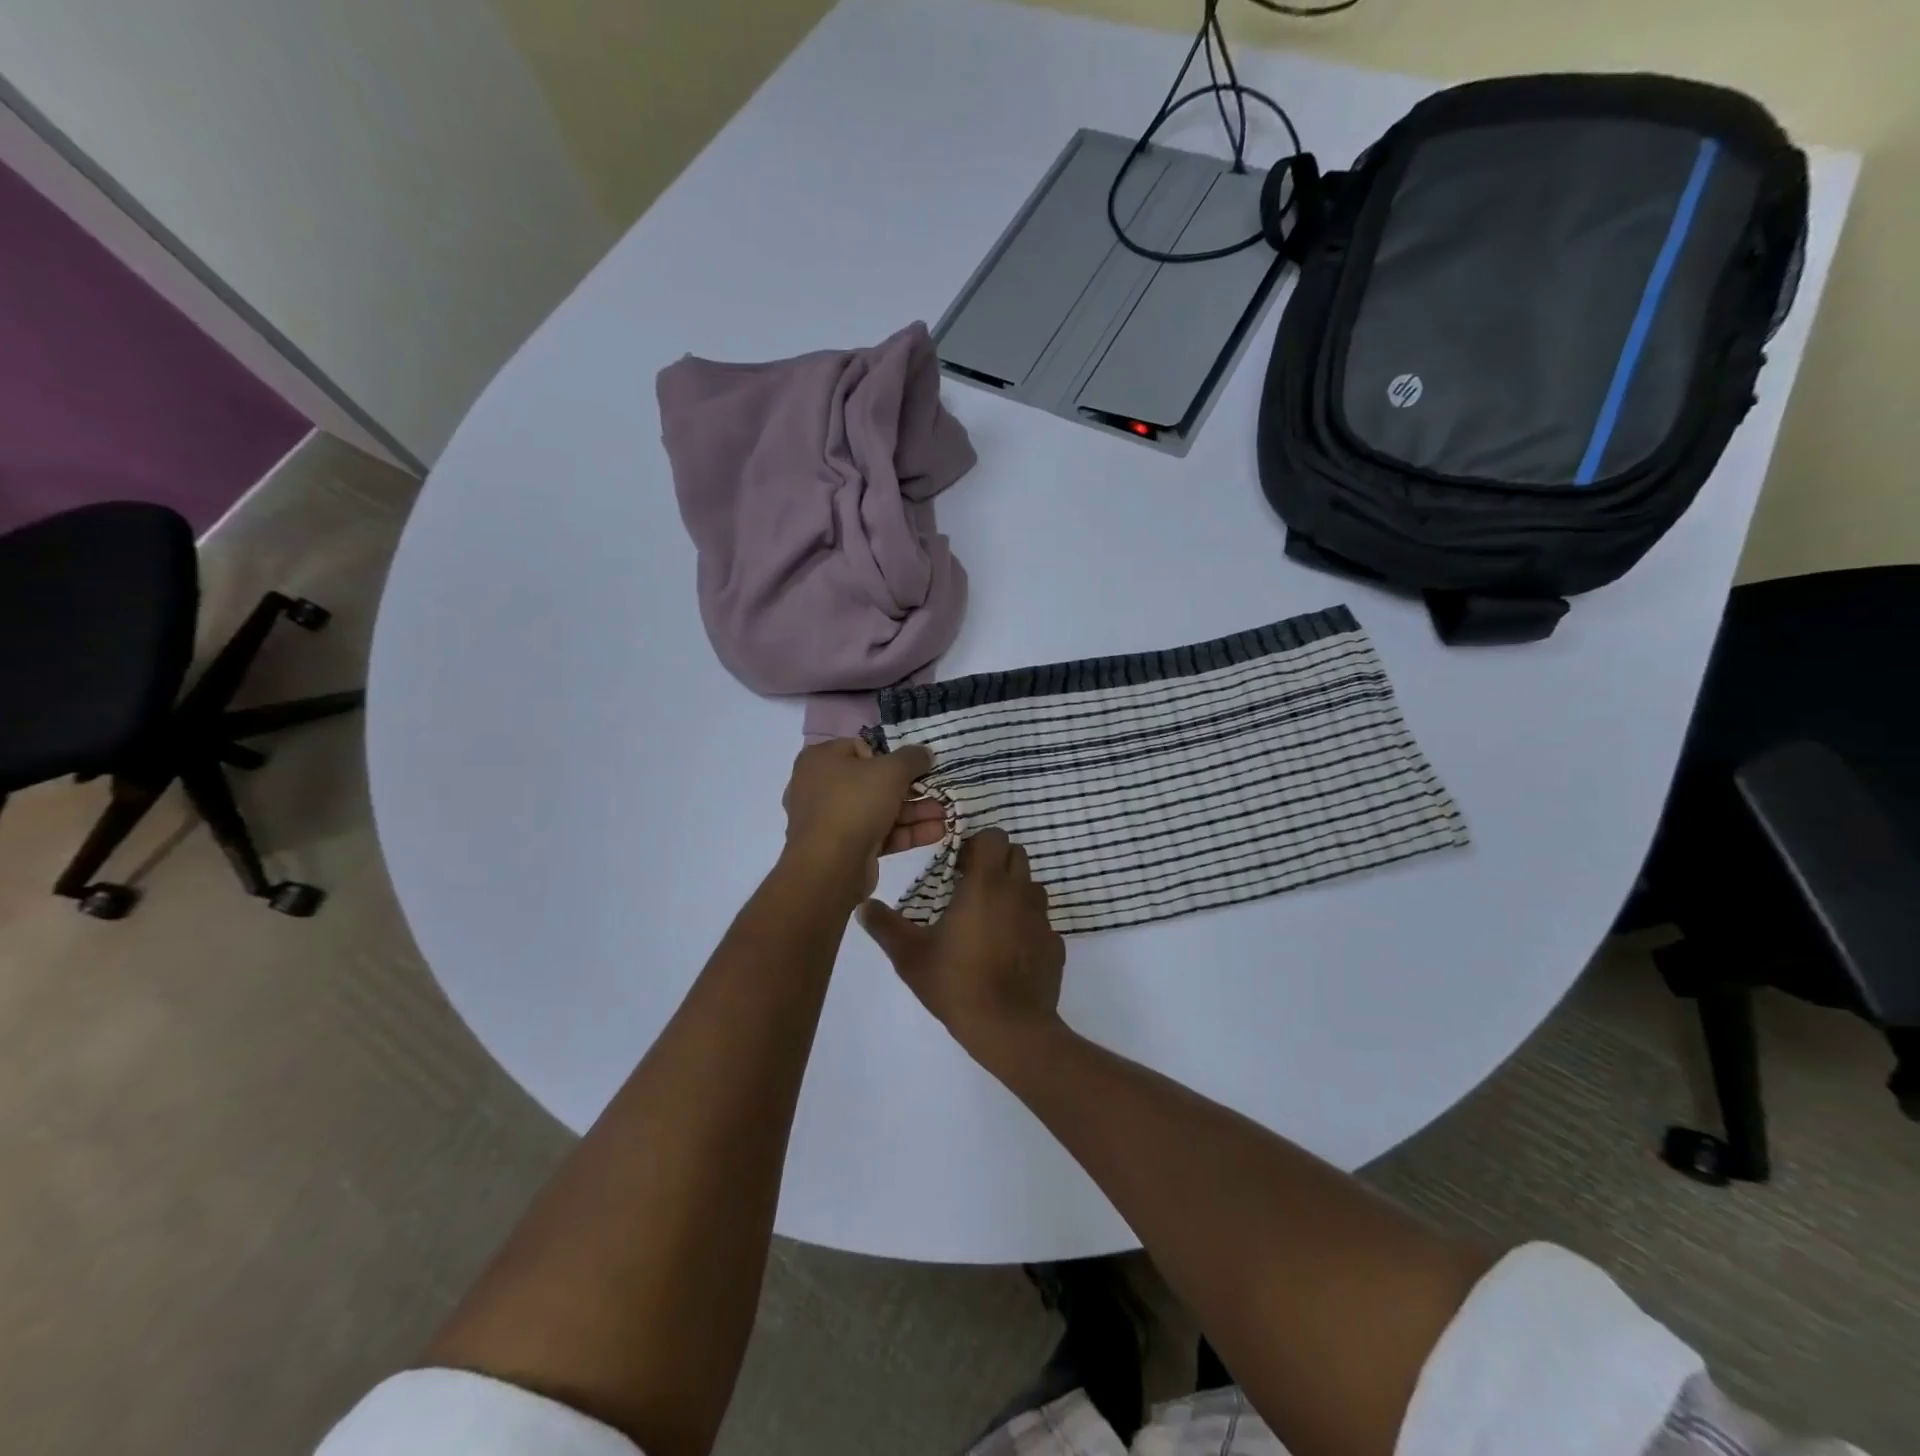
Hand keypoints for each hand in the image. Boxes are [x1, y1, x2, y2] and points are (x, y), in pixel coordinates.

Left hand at [780, 738, 943, 901]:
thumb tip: (925, 753)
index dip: (891, 755)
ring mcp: (833, 820)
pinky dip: (907, 832)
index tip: (915, 765)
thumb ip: (912, 758)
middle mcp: (823, 787)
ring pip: (881, 810)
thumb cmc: (855, 804)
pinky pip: (880, 833)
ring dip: (916, 811)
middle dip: (913, 788)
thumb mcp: (891, 771)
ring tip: (948, 813)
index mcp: (822, 760)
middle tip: (941, 790)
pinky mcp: (847, 848)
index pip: (862, 748)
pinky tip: (938, 832)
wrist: (829, 868)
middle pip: (875, 781)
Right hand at [857, 829, 1064, 1060]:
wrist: (1009, 1028)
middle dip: (996, 862)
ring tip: (991, 918)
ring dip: (1014, 891)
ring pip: (1032, 886)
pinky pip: (1041, 922)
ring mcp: (1041, 918)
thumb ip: (885, 926)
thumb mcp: (910, 956)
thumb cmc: (957, 983)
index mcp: (986, 884)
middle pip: (1017, 854)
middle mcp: (1019, 892)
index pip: (993, 837)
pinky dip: (1027, 926)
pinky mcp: (1054, 944)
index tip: (959, 866)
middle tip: (972, 887)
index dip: (978, 844)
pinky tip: (1009, 951)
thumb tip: (863, 907)